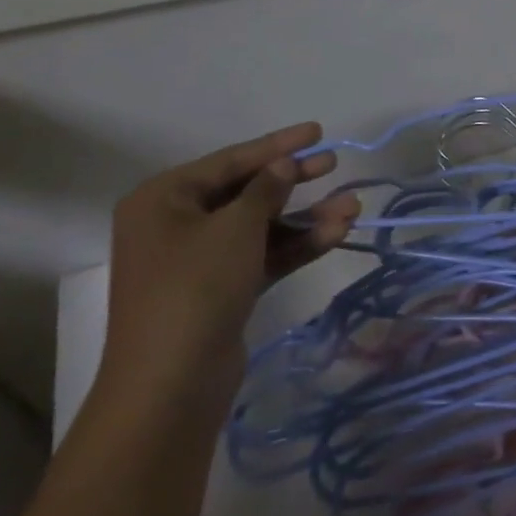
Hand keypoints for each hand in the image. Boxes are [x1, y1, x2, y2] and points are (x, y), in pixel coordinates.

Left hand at [98, 123, 360, 412]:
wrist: (171, 383)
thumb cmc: (196, 286)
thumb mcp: (237, 227)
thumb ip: (266, 188)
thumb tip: (284, 164)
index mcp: (163, 199)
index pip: (230, 160)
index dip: (277, 144)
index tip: (319, 131)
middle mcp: (176, 224)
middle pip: (246, 191)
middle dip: (294, 180)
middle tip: (334, 164)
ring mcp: (199, 260)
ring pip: (261, 227)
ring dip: (305, 217)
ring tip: (352, 208)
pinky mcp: (221, 290)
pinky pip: (263, 255)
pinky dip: (296, 245)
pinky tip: (337, 233)